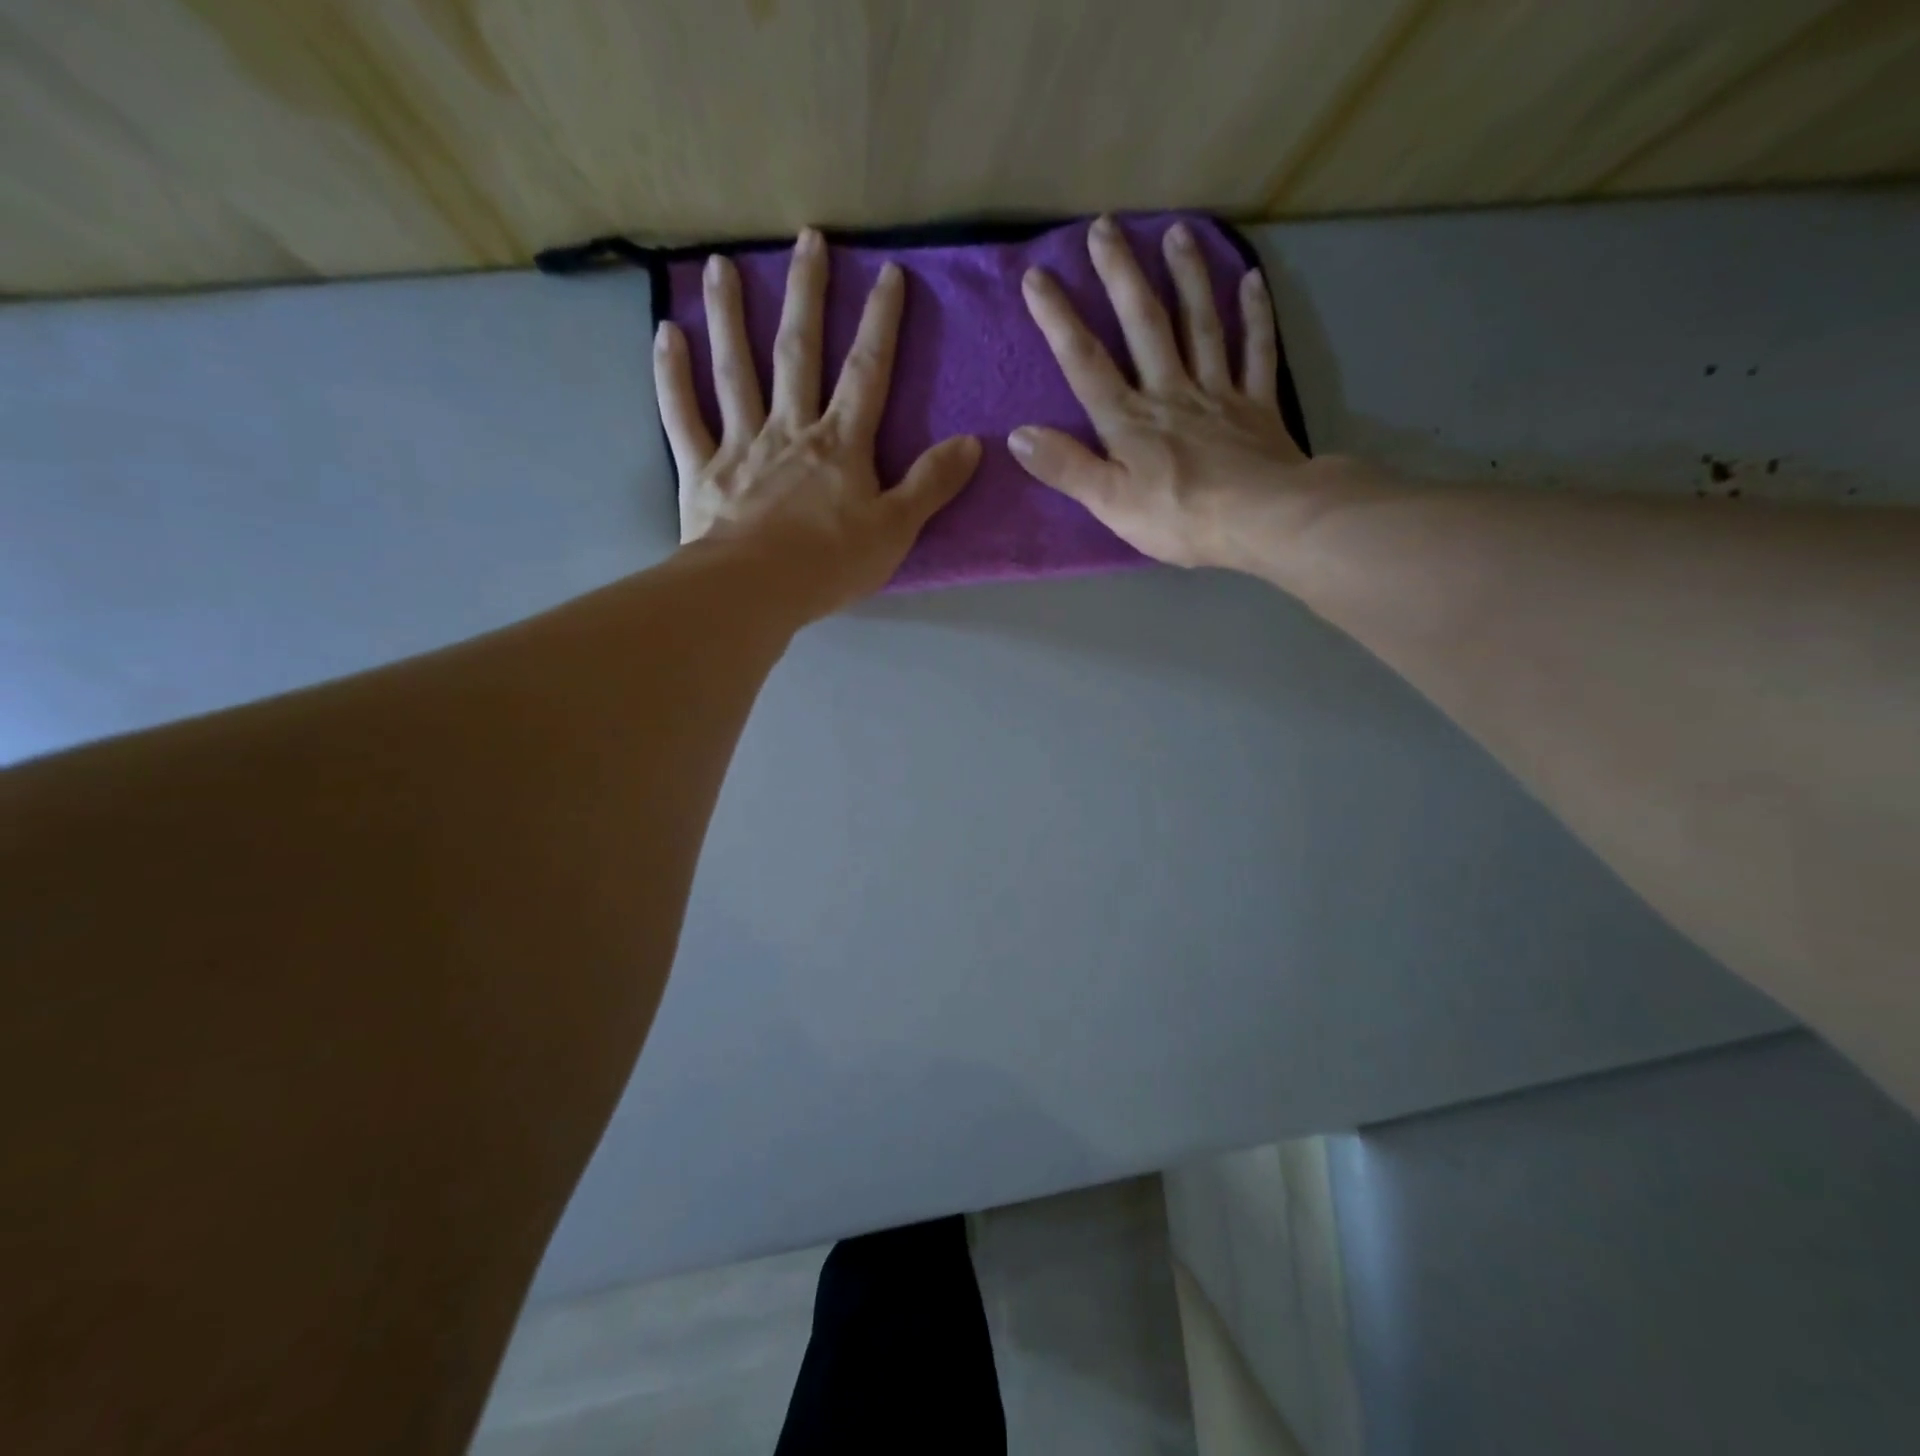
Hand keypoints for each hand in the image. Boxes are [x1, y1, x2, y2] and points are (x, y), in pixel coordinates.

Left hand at [655, 228, 981, 618]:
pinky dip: (672, 376)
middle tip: (807, 238)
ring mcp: (741, 444)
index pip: (867, 372)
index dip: (881, 322)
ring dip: (729, 316)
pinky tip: (666, 334)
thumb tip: (973, 442)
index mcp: (840, 444)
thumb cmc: (831, 563)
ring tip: (720, 264)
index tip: (888, 272)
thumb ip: (931, 483)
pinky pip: (683, 415)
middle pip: (799, 352)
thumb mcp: (897, 529)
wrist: (755, 591)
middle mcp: (790, 429)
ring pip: (735, 370)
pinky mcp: (701, 469)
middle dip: (808, 294)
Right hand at [1009, 216, 1310, 570]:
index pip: (1086, 363)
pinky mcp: (1257, 406)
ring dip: (1187, 277)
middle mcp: (1170, 392)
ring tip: (1176, 231)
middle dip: (1122, 275)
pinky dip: (1255, 316)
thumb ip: (1066, 467)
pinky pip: (1256, 352)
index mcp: (1129, 420)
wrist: (1261, 521)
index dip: (1059, 320)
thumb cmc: (1179, 518)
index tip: (1038, 276)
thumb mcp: (1110, 503)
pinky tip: (1251, 280)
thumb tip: (1018, 436)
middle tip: (1106, 226)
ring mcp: (1218, 393)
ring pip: (1201, 325)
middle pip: (1144, 325)